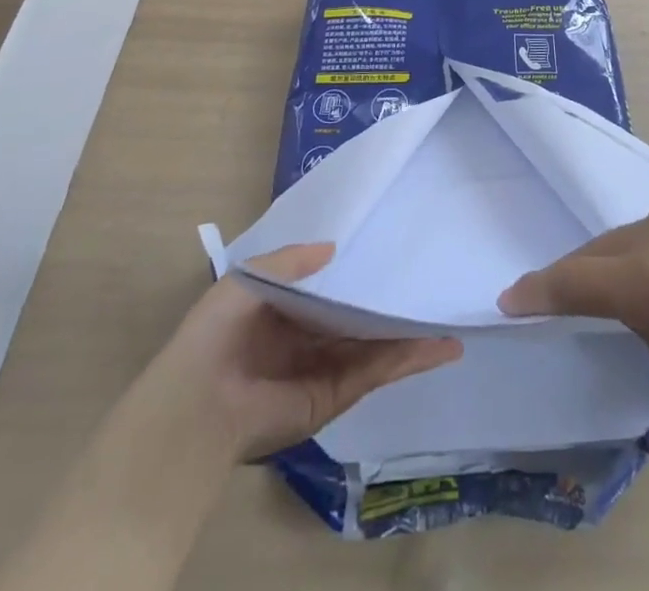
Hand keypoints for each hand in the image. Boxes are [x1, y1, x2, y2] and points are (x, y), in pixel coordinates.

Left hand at [146, 243, 461, 460]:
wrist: (199, 401)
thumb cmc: (218, 331)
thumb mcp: (249, 279)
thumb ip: (290, 261)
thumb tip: (333, 248)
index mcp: (283, 314)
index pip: (329, 292)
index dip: (357, 275)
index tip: (390, 256)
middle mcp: (307, 341)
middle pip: (358, 320)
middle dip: (390, 307)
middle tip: (427, 287)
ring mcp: (324, 370)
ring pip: (376, 347)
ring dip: (411, 336)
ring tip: (449, 323)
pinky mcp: (335, 396)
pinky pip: (377, 371)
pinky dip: (408, 360)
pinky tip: (438, 347)